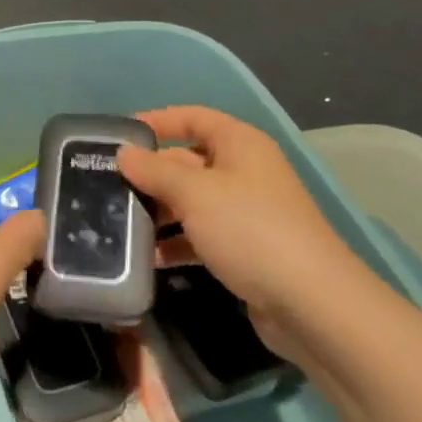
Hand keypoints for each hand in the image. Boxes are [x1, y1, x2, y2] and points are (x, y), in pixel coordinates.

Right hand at [118, 106, 357, 363]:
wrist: (312, 305)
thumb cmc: (250, 230)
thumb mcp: (195, 193)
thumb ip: (155, 170)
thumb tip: (124, 153)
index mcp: (240, 144)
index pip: (193, 117)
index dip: (158, 121)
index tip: (120, 137)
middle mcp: (244, 171)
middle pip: (188, 161)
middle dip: (151, 173)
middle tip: (109, 186)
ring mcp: (246, 212)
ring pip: (192, 201)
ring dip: (160, 211)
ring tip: (120, 223)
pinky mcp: (245, 249)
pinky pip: (201, 235)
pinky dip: (177, 242)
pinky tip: (149, 257)